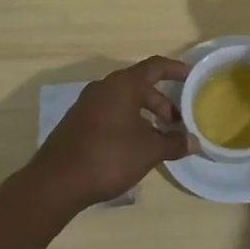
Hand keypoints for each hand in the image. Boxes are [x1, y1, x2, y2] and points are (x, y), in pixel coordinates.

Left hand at [27, 56, 194, 212]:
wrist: (55, 183)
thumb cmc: (108, 156)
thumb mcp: (148, 151)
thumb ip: (173, 143)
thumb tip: (194, 142)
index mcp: (123, 85)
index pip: (156, 66)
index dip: (176, 69)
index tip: (193, 77)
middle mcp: (104, 88)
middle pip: (140, 85)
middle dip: (162, 102)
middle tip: (177, 122)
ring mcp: (87, 105)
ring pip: (124, 101)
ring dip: (145, 115)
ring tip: (158, 138)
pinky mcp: (77, 123)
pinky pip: (110, 114)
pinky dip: (127, 123)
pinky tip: (133, 147)